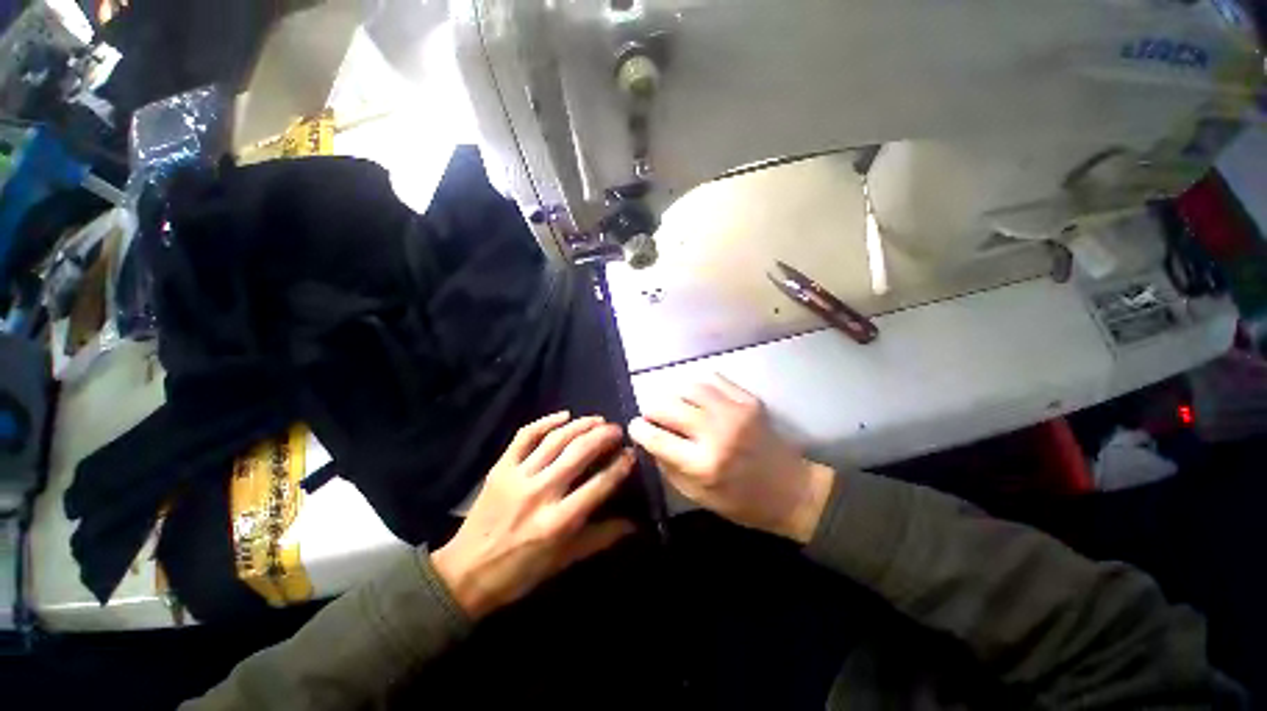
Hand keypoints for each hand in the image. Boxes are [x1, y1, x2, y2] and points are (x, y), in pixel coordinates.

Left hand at [431, 413, 634, 619]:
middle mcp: (541, 493)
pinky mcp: (501, 468)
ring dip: (581, 425)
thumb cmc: (521, 571)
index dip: (620, 466)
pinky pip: (524, 436)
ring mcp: (518, 476)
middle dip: (604, 436)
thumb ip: (602, 538)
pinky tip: (564, 415)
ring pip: (556, 439)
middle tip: (617, 430)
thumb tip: (635, 525)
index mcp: (559, 521)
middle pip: (579, 453)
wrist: (465, 573)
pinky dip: (545, 421)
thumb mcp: (565, 560)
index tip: (631, 453)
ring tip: (598, 420)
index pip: (600, 484)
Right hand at [629, 375, 833, 543]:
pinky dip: (697, 385)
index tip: (635, 427)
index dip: (639, 429)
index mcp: (703, 464)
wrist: (791, 490)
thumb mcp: (697, 495)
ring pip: (687, 387)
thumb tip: (649, 439)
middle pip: (667, 405)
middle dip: (651, 409)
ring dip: (673, 395)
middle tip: (653, 416)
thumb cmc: (742, 501)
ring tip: (674, 405)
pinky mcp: (748, 400)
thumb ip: (668, 466)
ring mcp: (734, 411)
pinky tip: (695, 397)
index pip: (656, 437)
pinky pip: (712, 379)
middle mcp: (716, 432)